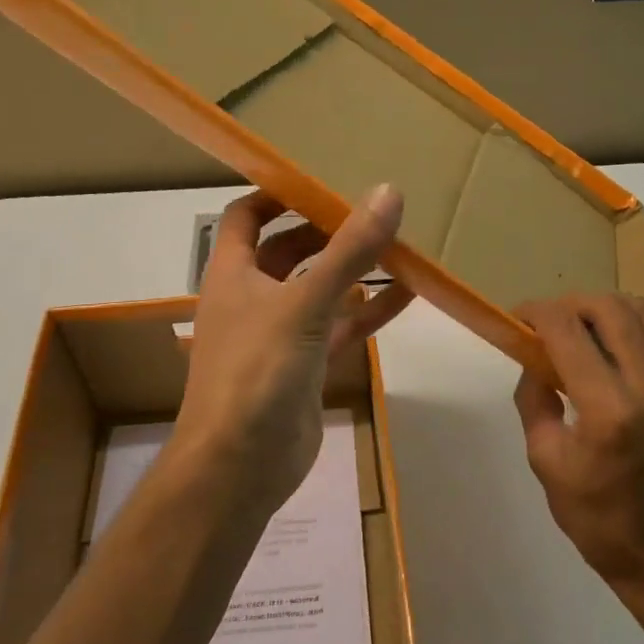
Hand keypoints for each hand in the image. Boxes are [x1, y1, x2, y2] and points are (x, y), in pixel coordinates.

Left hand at [174, 186, 411, 519]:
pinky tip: (409, 296)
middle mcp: (253, 298)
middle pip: (288, 251)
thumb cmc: (257, 371)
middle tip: (374, 212)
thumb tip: (388, 192)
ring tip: (400, 247)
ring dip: (354, 272)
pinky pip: (340, 329)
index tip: (323, 178)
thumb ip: (348, 251)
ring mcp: (281, 335)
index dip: (278, 193)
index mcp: (234, 273)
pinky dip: (368, 313)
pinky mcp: (306, 367)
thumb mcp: (304, 303)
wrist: (240, 465)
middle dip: (327, 231)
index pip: (247, 216)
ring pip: (320, 291)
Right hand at [513, 294, 643, 586]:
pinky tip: (617, 368)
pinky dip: (633, 342)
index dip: (538, 313)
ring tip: (583, 335)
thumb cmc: (594, 516)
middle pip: (612, 308)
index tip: (518, 317)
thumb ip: (535, 396)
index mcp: (612, 414)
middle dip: (571, 304)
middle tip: (550, 323)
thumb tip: (535, 354)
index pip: (569, 332)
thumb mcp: (544, 459)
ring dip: (605, 314)